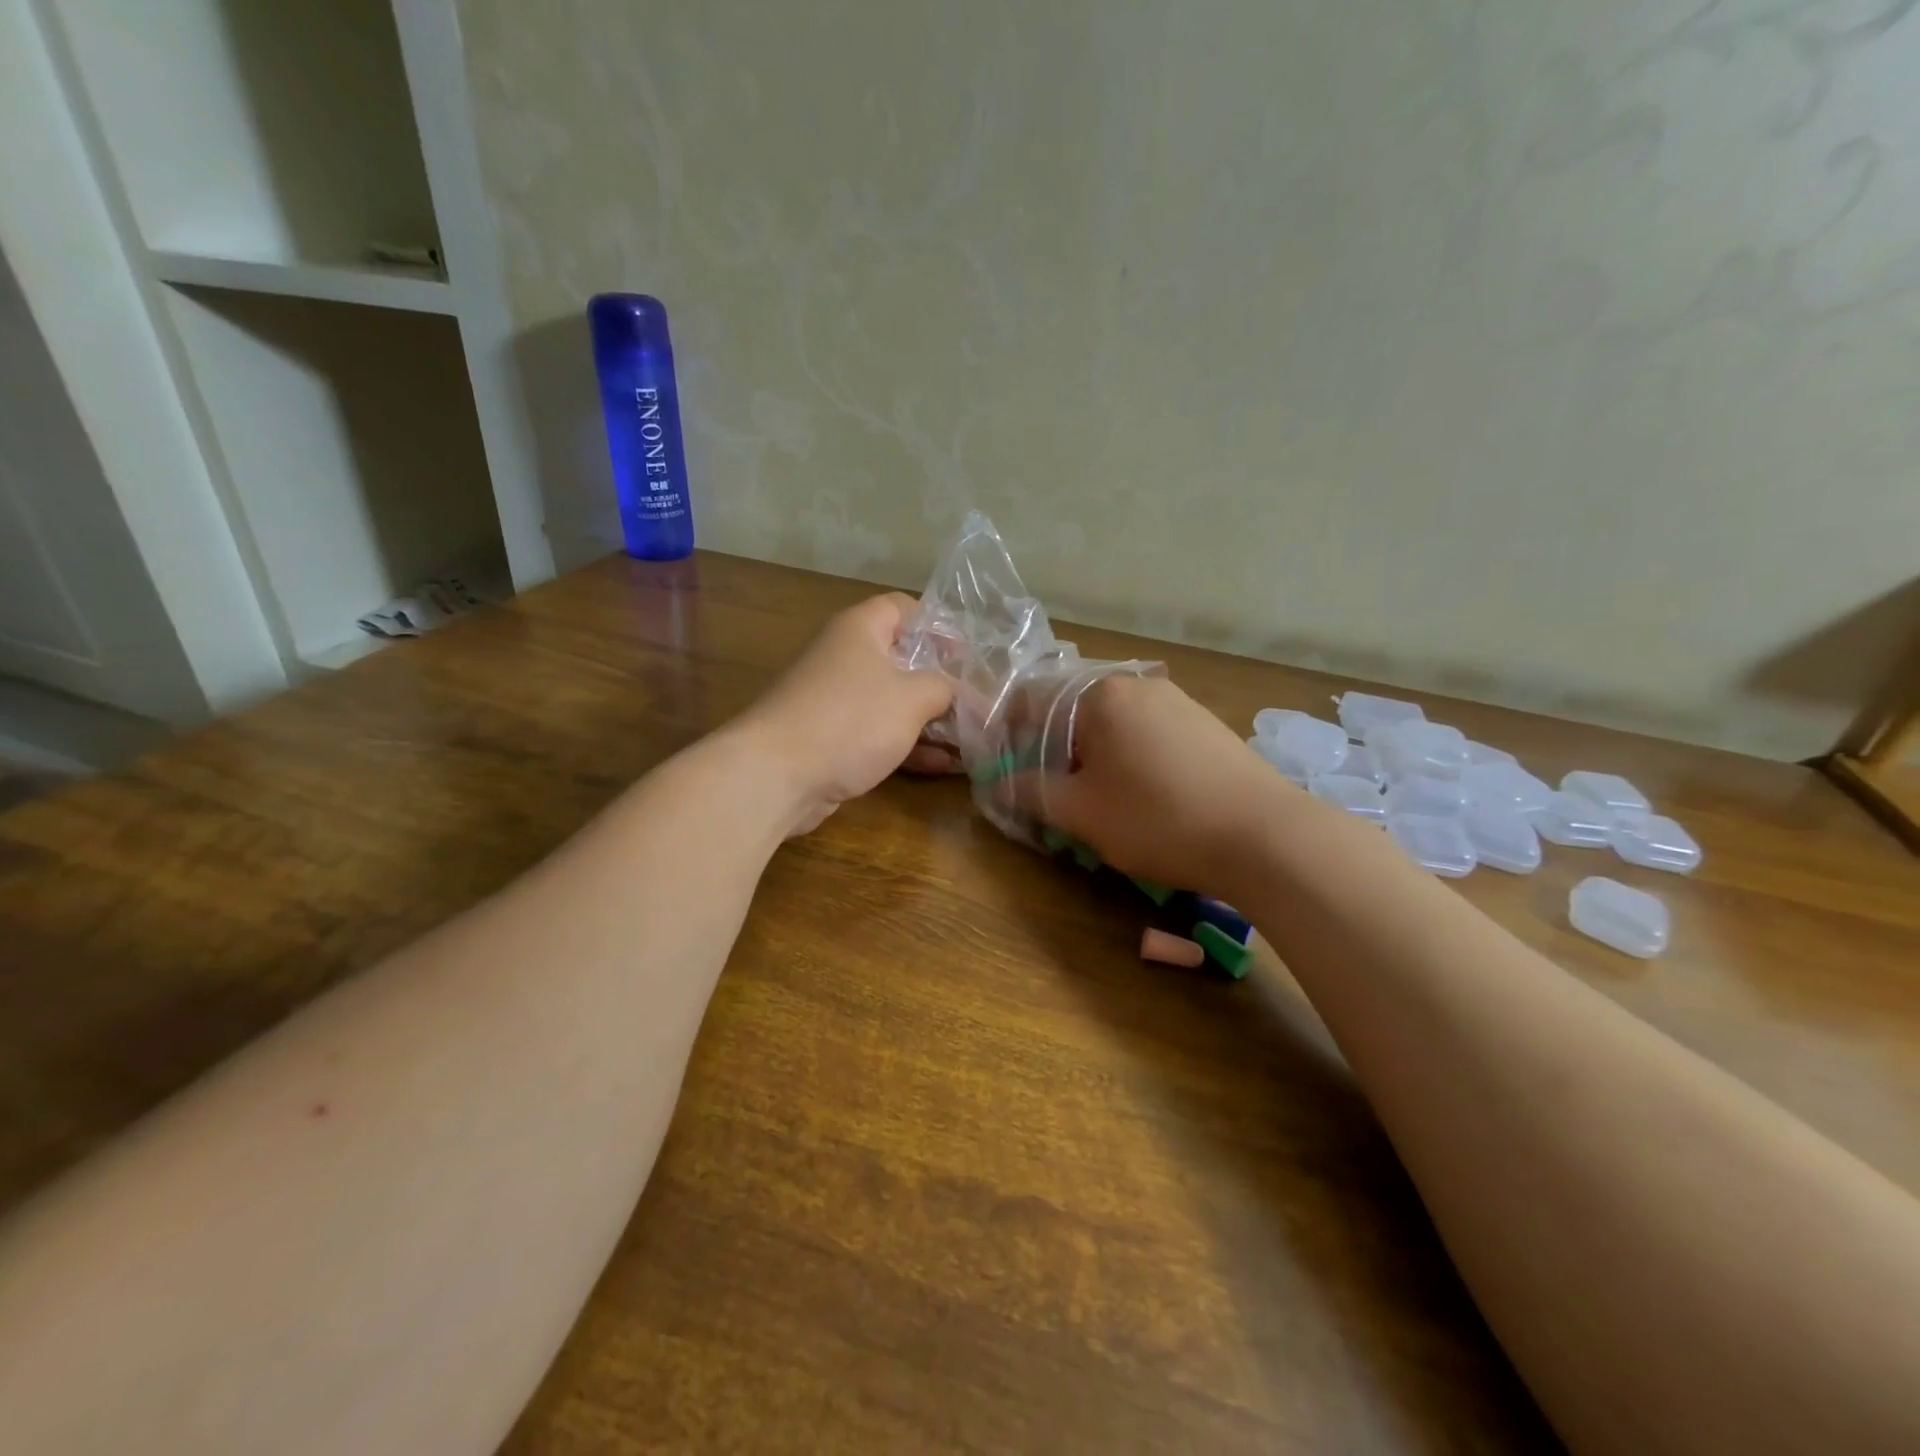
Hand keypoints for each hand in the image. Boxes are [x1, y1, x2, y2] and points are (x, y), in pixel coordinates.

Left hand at [739, 593, 956, 835]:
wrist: (777, 775)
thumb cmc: (850, 719)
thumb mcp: (912, 697)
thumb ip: (943, 687)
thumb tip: (957, 691)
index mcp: (861, 629)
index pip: (904, 608)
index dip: (938, 626)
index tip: (967, 656)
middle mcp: (846, 657)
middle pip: (902, 659)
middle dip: (941, 683)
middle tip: (977, 704)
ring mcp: (837, 700)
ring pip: (893, 702)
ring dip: (931, 721)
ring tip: (972, 742)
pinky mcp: (832, 739)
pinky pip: (879, 734)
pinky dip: (909, 746)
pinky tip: (944, 767)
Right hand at [1009, 674, 1292, 898]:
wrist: (1265, 836)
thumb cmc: (1157, 818)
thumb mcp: (1081, 812)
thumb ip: (1031, 791)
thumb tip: (998, 783)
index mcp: (1099, 694)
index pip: (1032, 700)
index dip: (1009, 735)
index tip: (1006, 772)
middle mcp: (1137, 684)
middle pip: (1073, 710)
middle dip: (1053, 749)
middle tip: (1051, 793)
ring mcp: (1177, 701)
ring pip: (1112, 723)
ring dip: (1091, 755)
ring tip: (1096, 800)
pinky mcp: (1205, 724)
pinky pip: (1147, 733)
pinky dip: (1128, 757)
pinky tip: (1142, 794)